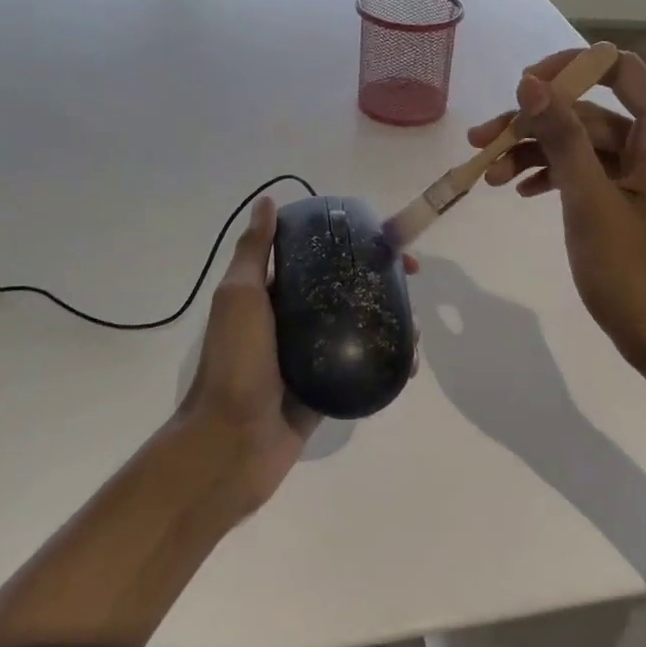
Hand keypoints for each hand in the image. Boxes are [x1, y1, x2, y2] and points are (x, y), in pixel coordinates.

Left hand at [175, 196, 416, 517]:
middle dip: (382, 280)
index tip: (385, 241)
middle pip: (347, 288)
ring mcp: (314, 354)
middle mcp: (295, 318)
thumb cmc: (235, 363)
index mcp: (273, 293)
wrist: (231, 444)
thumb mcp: (240, 297)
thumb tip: (267, 201)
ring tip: (415, 329)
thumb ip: (255, 252)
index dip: (354, 243)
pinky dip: (389, 360)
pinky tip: (408, 362)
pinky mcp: (329, 387)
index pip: (319, 256)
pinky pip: (364, 365)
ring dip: (392, 320)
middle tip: (411, 281)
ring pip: (360, 326)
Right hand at [467, 49, 645, 399]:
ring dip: (537, 154)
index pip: (616, 69)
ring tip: (490, 177)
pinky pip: (591, 173)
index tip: (520, 90)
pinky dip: (557, 177)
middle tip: (480, 143)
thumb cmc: (637, 277)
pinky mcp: (636, 201)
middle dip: (534, 125)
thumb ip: (561, 138)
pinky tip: (522, 191)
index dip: (566, 69)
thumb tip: (530, 81)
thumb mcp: (590, 204)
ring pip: (584, 146)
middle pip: (589, 113)